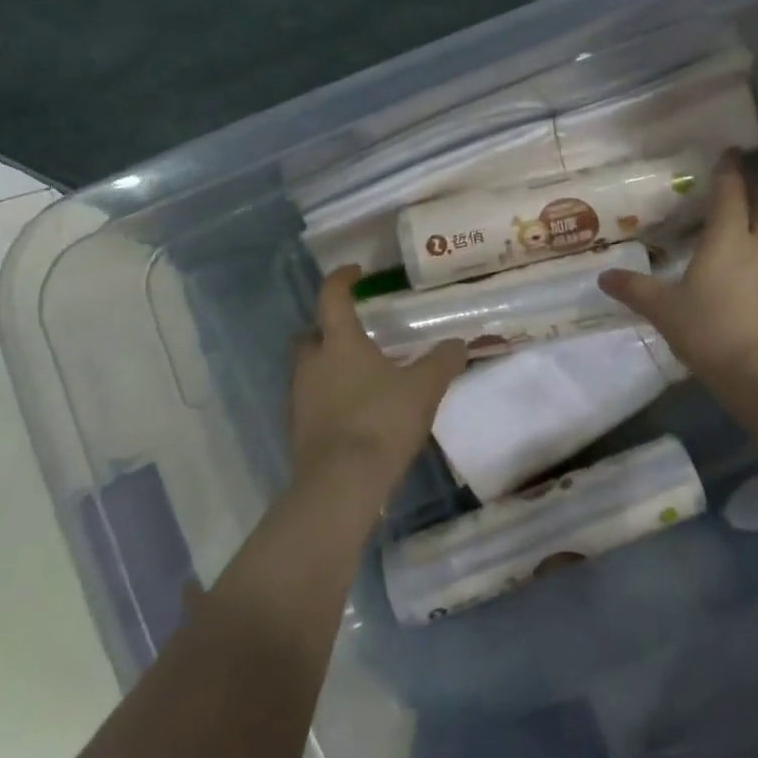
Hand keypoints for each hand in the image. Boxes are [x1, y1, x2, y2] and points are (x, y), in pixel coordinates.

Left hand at [290, 266, 466, 499]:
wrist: (341, 485)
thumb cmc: (381, 421)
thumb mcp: (423, 388)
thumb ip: (443, 362)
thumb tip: (459, 343)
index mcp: (339, 343)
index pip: (332, 297)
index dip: (342, 280)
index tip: (355, 272)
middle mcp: (312, 363)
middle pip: (312, 335)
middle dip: (329, 330)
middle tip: (356, 333)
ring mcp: (299, 398)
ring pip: (310, 369)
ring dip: (330, 366)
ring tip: (363, 375)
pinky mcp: (298, 430)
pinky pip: (313, 400)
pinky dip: (329, 397)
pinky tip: (355, 411)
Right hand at [600, 150, 757, 384]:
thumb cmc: (712, 330)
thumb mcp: (665, 311)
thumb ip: (635, 290)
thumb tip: (604, 277)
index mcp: (728, 238)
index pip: (731, 192)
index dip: (730, 170)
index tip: (730, 151)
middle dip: (754, 188)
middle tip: (743, 178)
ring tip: (742, 225)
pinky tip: (750, 274)